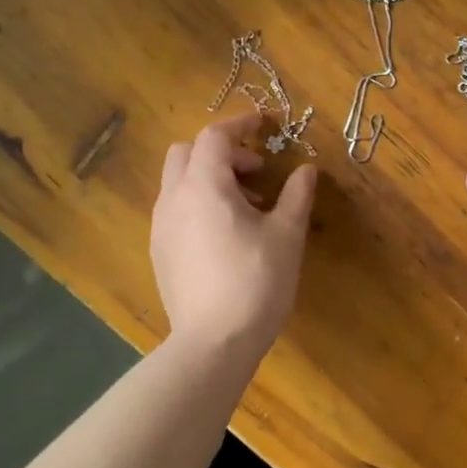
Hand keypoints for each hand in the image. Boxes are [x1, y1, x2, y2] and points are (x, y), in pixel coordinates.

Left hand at [152, 113, 317, 361]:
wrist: (213, 343)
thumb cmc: (256, 282)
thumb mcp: (287, 235)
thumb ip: (296, 195)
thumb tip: (307, 170)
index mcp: (204, 186)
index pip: (214, 136)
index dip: (240, 125)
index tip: (264, 126)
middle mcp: (174, 199)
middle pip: (186, 152)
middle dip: (220, 151)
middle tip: (255, 172)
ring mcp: (161, 227)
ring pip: (178, 182)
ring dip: (209, 178)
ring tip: (246, 207)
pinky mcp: (159, 253)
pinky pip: (175, 210)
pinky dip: (198, 203)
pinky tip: (225, 235)